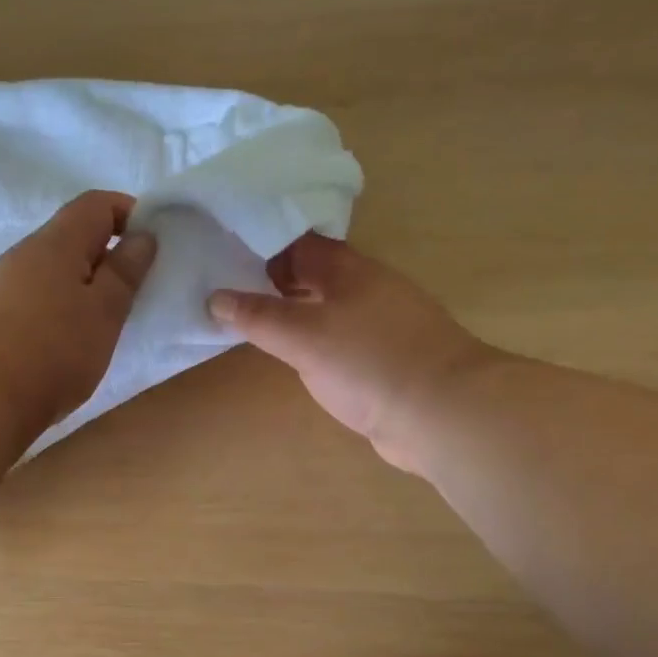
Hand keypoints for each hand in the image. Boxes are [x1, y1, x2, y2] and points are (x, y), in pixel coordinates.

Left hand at [0, 191, 157, 440]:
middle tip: (134, 293)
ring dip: (83, 289)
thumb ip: (125, 272)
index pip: (96, 204)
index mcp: (57, 242)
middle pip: (72, 238)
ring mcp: (1, 287)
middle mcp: (24, 254)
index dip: (129, 214)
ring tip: (103, 326)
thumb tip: (142, 235)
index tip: (154, 245)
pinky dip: (59, 312)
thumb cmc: (52, 349)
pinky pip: (35, 301)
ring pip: (53, 273)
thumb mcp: (104, 311)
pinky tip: (66, 346)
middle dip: (107, 258)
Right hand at [209, 234, 493, 472]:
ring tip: (252, 321)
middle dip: (274, 279)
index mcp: (348, 270)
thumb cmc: (369, 362)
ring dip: (295, 311)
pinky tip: (297, 357)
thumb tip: (214, 297)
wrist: (443, 413)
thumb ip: (257, 317)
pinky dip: (315, 340)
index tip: (225, 253)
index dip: (261, 244)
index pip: (298, 242)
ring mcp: (382, 323)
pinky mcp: (387, 357)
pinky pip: (341, 337)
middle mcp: (367, 288)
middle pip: (314, 273)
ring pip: (328, 306)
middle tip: (228, 289)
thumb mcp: (302, 337)